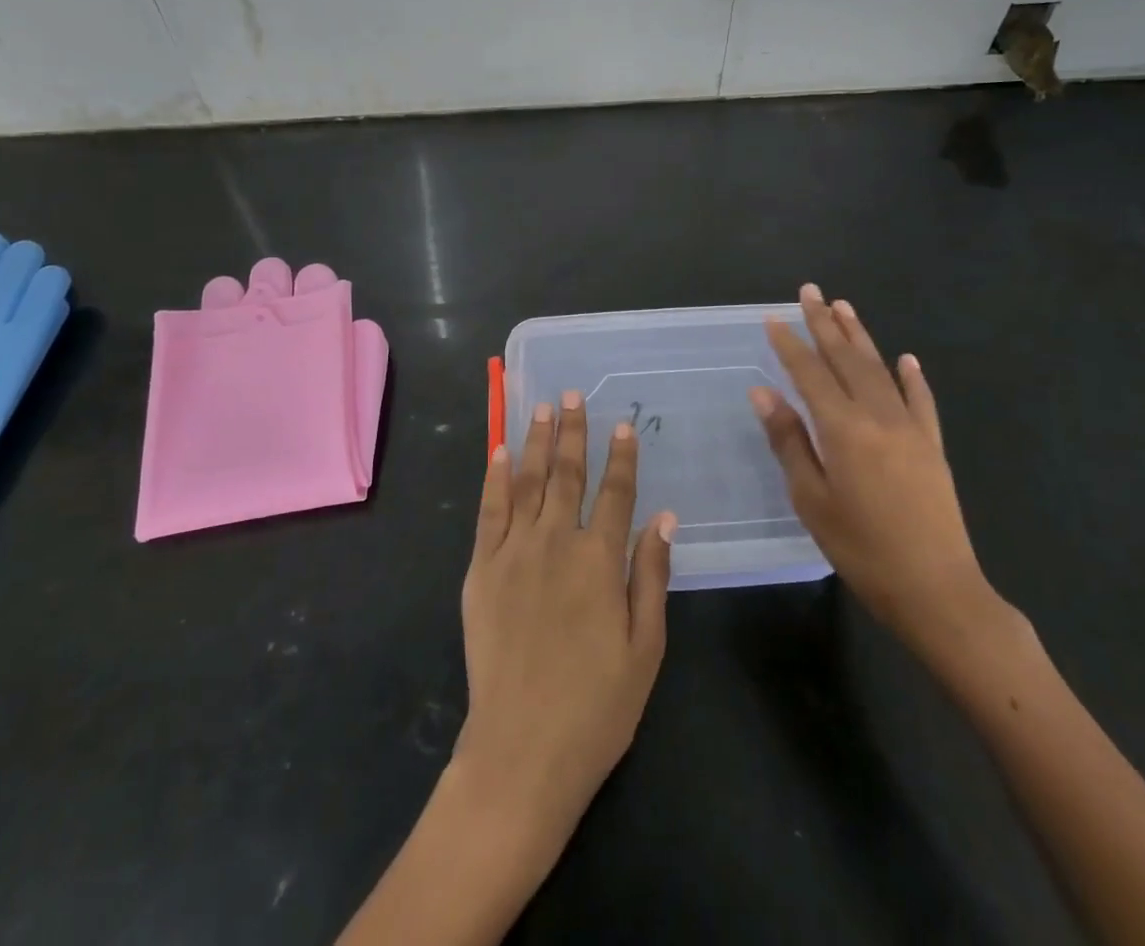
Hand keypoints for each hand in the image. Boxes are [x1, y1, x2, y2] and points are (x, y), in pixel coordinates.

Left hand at [455, 393, 675, 846]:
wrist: (522, 750)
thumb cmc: (596, 706)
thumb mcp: (645, 648)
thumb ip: (652, 576)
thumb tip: (663, 517)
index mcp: (600, 561)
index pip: (616, 493)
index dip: (621, 457)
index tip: (623, 424)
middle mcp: (557, 543)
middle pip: (567, 474)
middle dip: (572, 431)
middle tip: (572, 394)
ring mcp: (514, 552)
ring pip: (528, 482)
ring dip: (536, 441)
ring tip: (542, 407)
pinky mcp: (481, 569)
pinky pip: (489, 511)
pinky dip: (496, 477)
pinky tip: (500, 451)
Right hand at [751, 285, 997, 661]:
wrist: (936, 589)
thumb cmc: (862, 549)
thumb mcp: (812, 500)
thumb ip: (789, 441)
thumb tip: (763, 393)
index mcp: (843, 429)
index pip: (810, 374)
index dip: (790, 344)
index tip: (773, 317)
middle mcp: (878, 416)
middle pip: (846, 360)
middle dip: (825, 324)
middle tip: (810, 291)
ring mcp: (910, 428)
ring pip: (880, 370)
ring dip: (860, 337)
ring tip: (844, 307)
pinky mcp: (932, 446)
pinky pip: (920, 401)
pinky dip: (911, 377)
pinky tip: (906, 359)